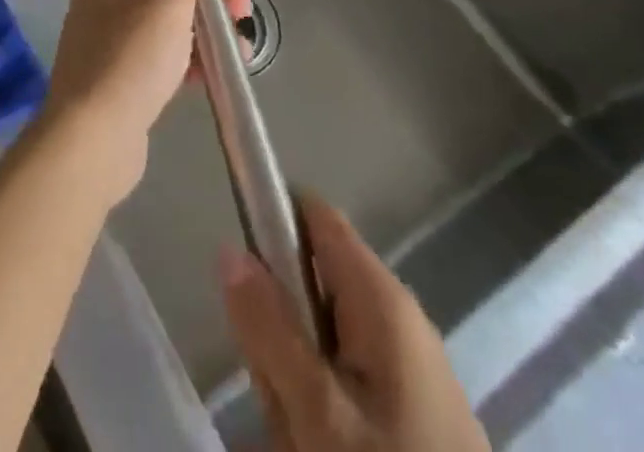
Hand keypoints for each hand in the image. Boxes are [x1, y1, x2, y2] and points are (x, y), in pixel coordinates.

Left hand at [42, 0, 236, 202]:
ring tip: (239, 53)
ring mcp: (107, 37)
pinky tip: (213, 74)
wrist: (93, 133)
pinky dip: (184, 59)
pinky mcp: (115, 74)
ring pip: (164, 23)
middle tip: (242, 15)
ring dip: (202, 32)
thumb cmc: (135, 54)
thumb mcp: (169, 0)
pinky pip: (156, 55)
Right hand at [221, 195, 489, 451]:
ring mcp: (410, 369)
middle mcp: (399, 317)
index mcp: (382, 297)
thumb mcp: (318, 414)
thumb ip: (269, 328)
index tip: (242, 274)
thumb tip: (229, 249)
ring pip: (321, 339)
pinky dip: (322, 410)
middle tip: (276, 388)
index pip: (314, 215)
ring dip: (295, 379)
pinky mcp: (414, 414)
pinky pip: (346, 382)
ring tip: (300, 435)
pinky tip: (319, 446)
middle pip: (310, 281)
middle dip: (279, 327)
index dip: (271, 223)